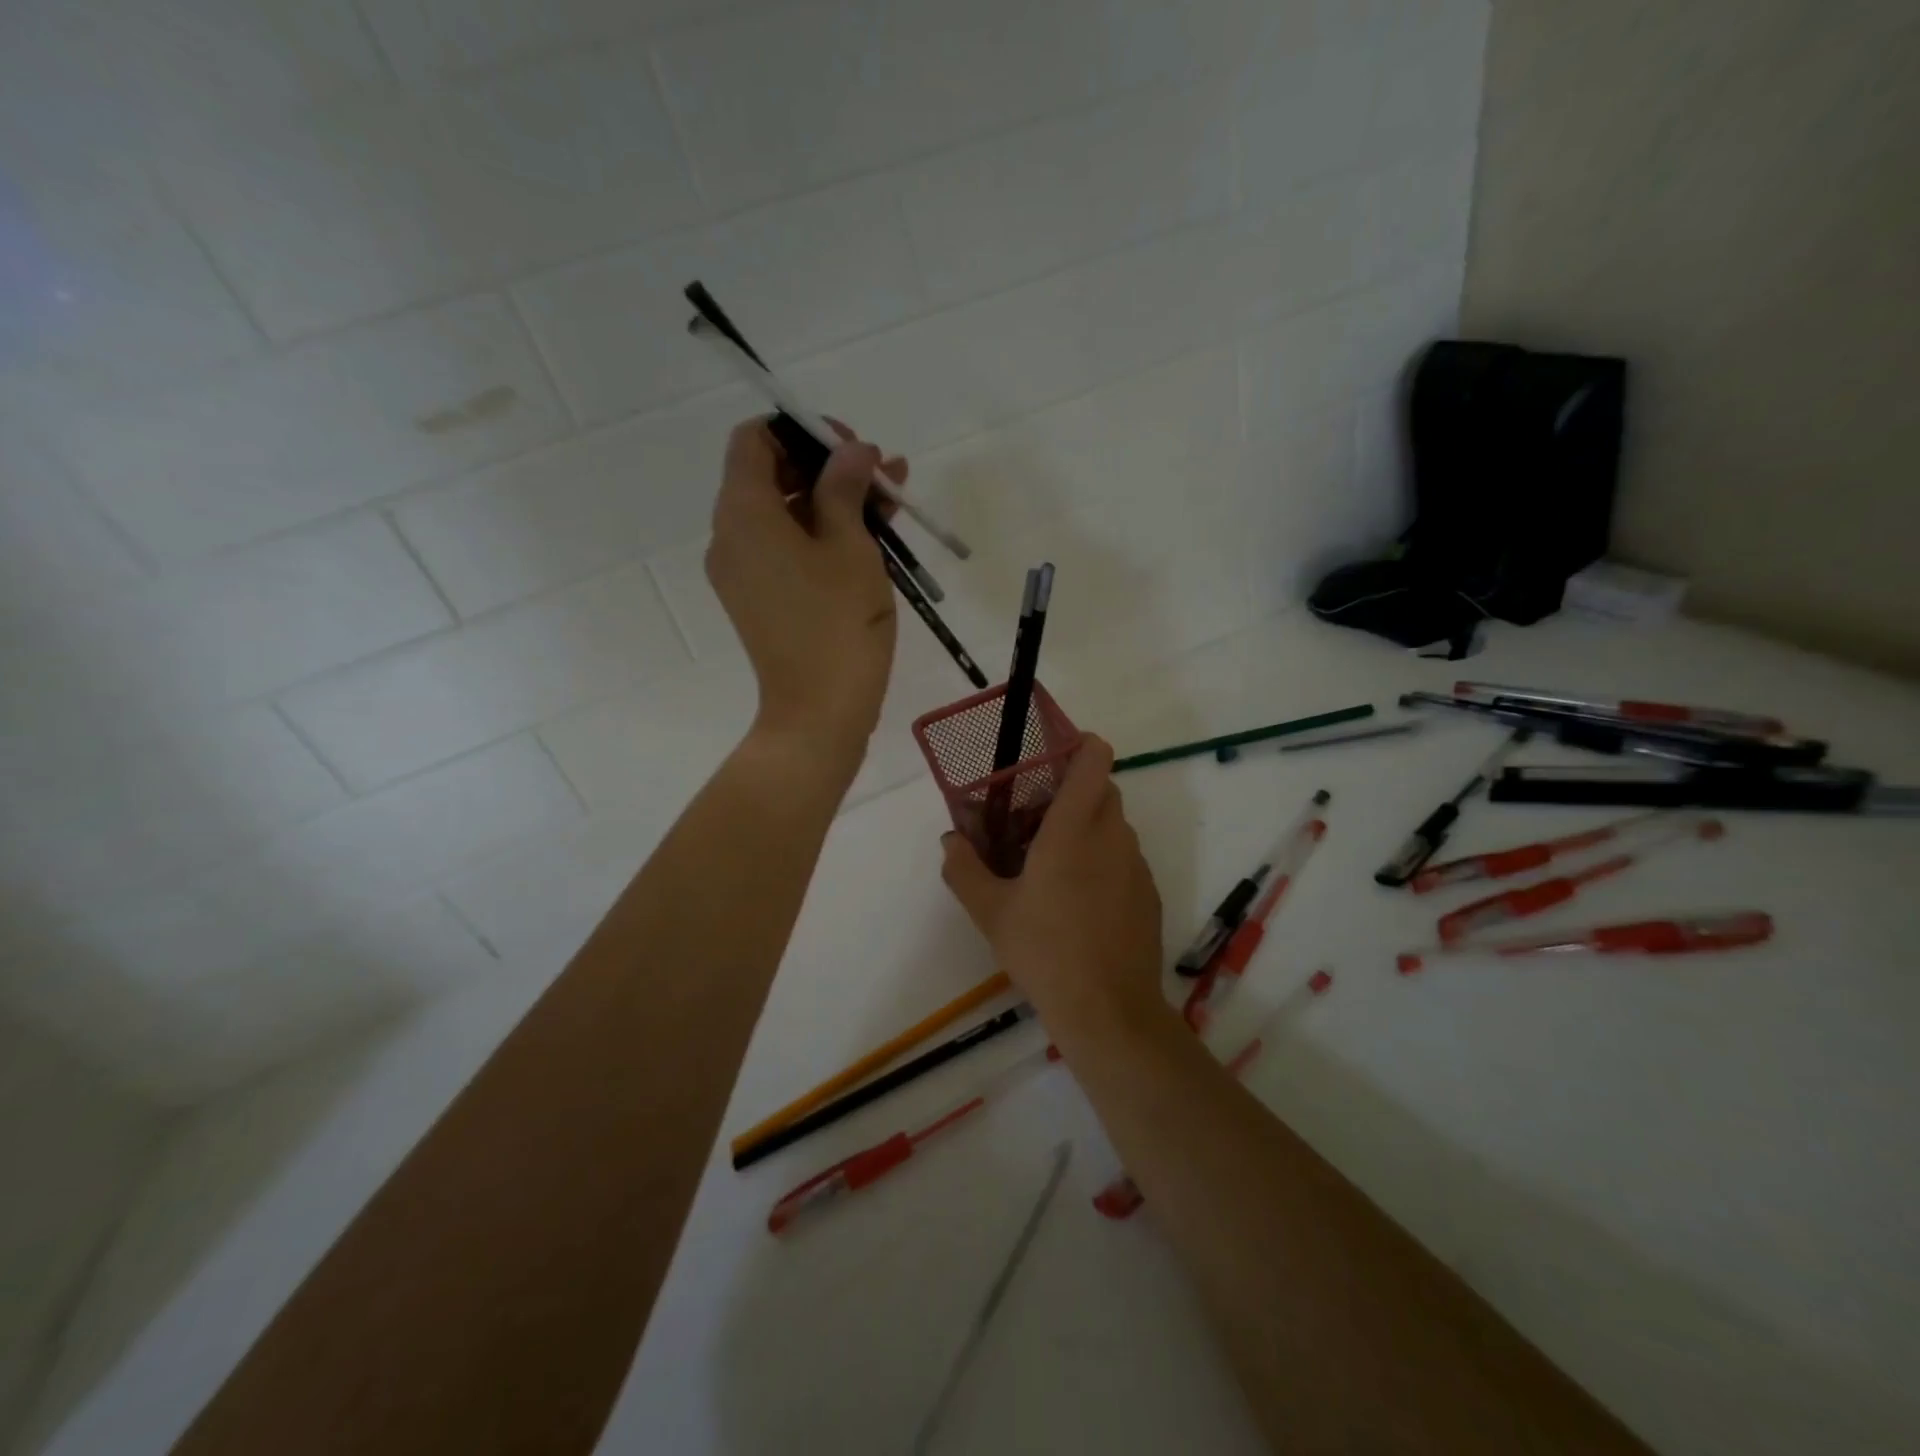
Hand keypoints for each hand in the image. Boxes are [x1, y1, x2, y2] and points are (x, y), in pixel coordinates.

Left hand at [706, 418, 907, 759]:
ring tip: (891, 501)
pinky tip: (870, 536)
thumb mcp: (850, 546)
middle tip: (881, 472)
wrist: (818, 713)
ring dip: (832, 502)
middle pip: (770, 476)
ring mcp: (742, 573)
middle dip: (827, 466)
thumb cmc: (837, 623)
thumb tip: (852, 450)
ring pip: (784, 516)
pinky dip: (820, 536)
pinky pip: (785, 551)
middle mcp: (731, 536)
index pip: (754, 440)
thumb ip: (845, 487)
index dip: (801, 430)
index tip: (849, 446)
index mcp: (743, 513)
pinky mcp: (759, 601)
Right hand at [940, 736, 1164, 1034]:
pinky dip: (1105, 859)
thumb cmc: (1044, 951)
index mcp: (1073, 828)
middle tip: (1038, 816)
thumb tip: (950, 840)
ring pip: (1116, 824)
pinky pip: (1125, 857)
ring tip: (1055, 861)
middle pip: (1104, 788)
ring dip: (1090, 826)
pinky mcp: (1148, 893)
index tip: (1053, 754)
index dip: (1080, 744)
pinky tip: (1081, 900)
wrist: (1108, 1010)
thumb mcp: (990, 912)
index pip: (1094, 759)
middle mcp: (1112, 836)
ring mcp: (1136, 865)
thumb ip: (964, 869)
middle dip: (1075, 790)